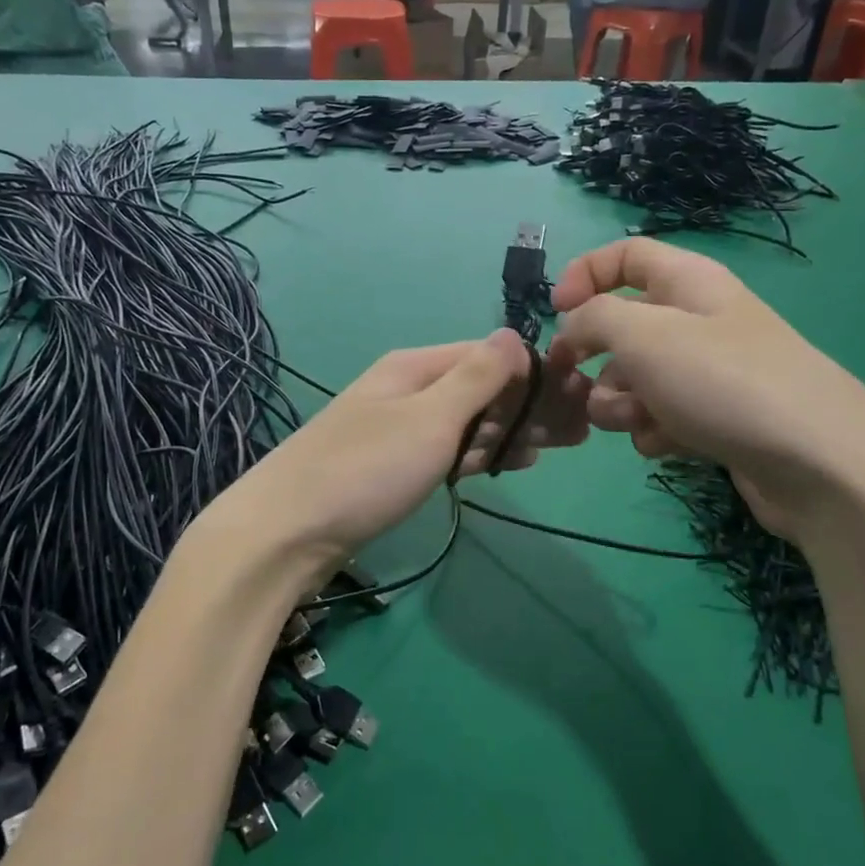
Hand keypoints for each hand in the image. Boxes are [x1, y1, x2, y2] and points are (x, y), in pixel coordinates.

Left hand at [198, 329, 589, 572]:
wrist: (286, 531)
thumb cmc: (365, 469)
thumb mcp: (429, 417)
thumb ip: (476, 377)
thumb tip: (516, 334)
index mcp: (416, 366)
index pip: (489, 356)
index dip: (535, 375)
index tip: (579, 399)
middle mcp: (408, 389)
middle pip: (481, 389)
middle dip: (529, 408)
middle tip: (578, 435)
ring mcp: (398, 428)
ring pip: (467, 422)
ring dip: (509, 432)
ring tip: (552, 451)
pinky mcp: (391, 465)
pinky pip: (447, 450)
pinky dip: (478, 454)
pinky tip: (506, 465)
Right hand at [549, 238, 864, 541]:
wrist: (816, 462)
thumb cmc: (723, 382)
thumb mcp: (643, 335)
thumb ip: (592, 319)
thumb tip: (573, 331)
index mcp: (687, 281)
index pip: (625, 255)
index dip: (583, 276)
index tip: (556, 315)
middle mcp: (697, 320)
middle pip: (622, 326)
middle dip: (595, 359)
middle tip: (580, 387)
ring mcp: (707, 372)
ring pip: (634, 378)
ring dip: (620, 402)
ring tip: (640, 423)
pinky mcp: (714, 419)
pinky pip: (660, 416)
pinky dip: (654, 430)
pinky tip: (668, 446)